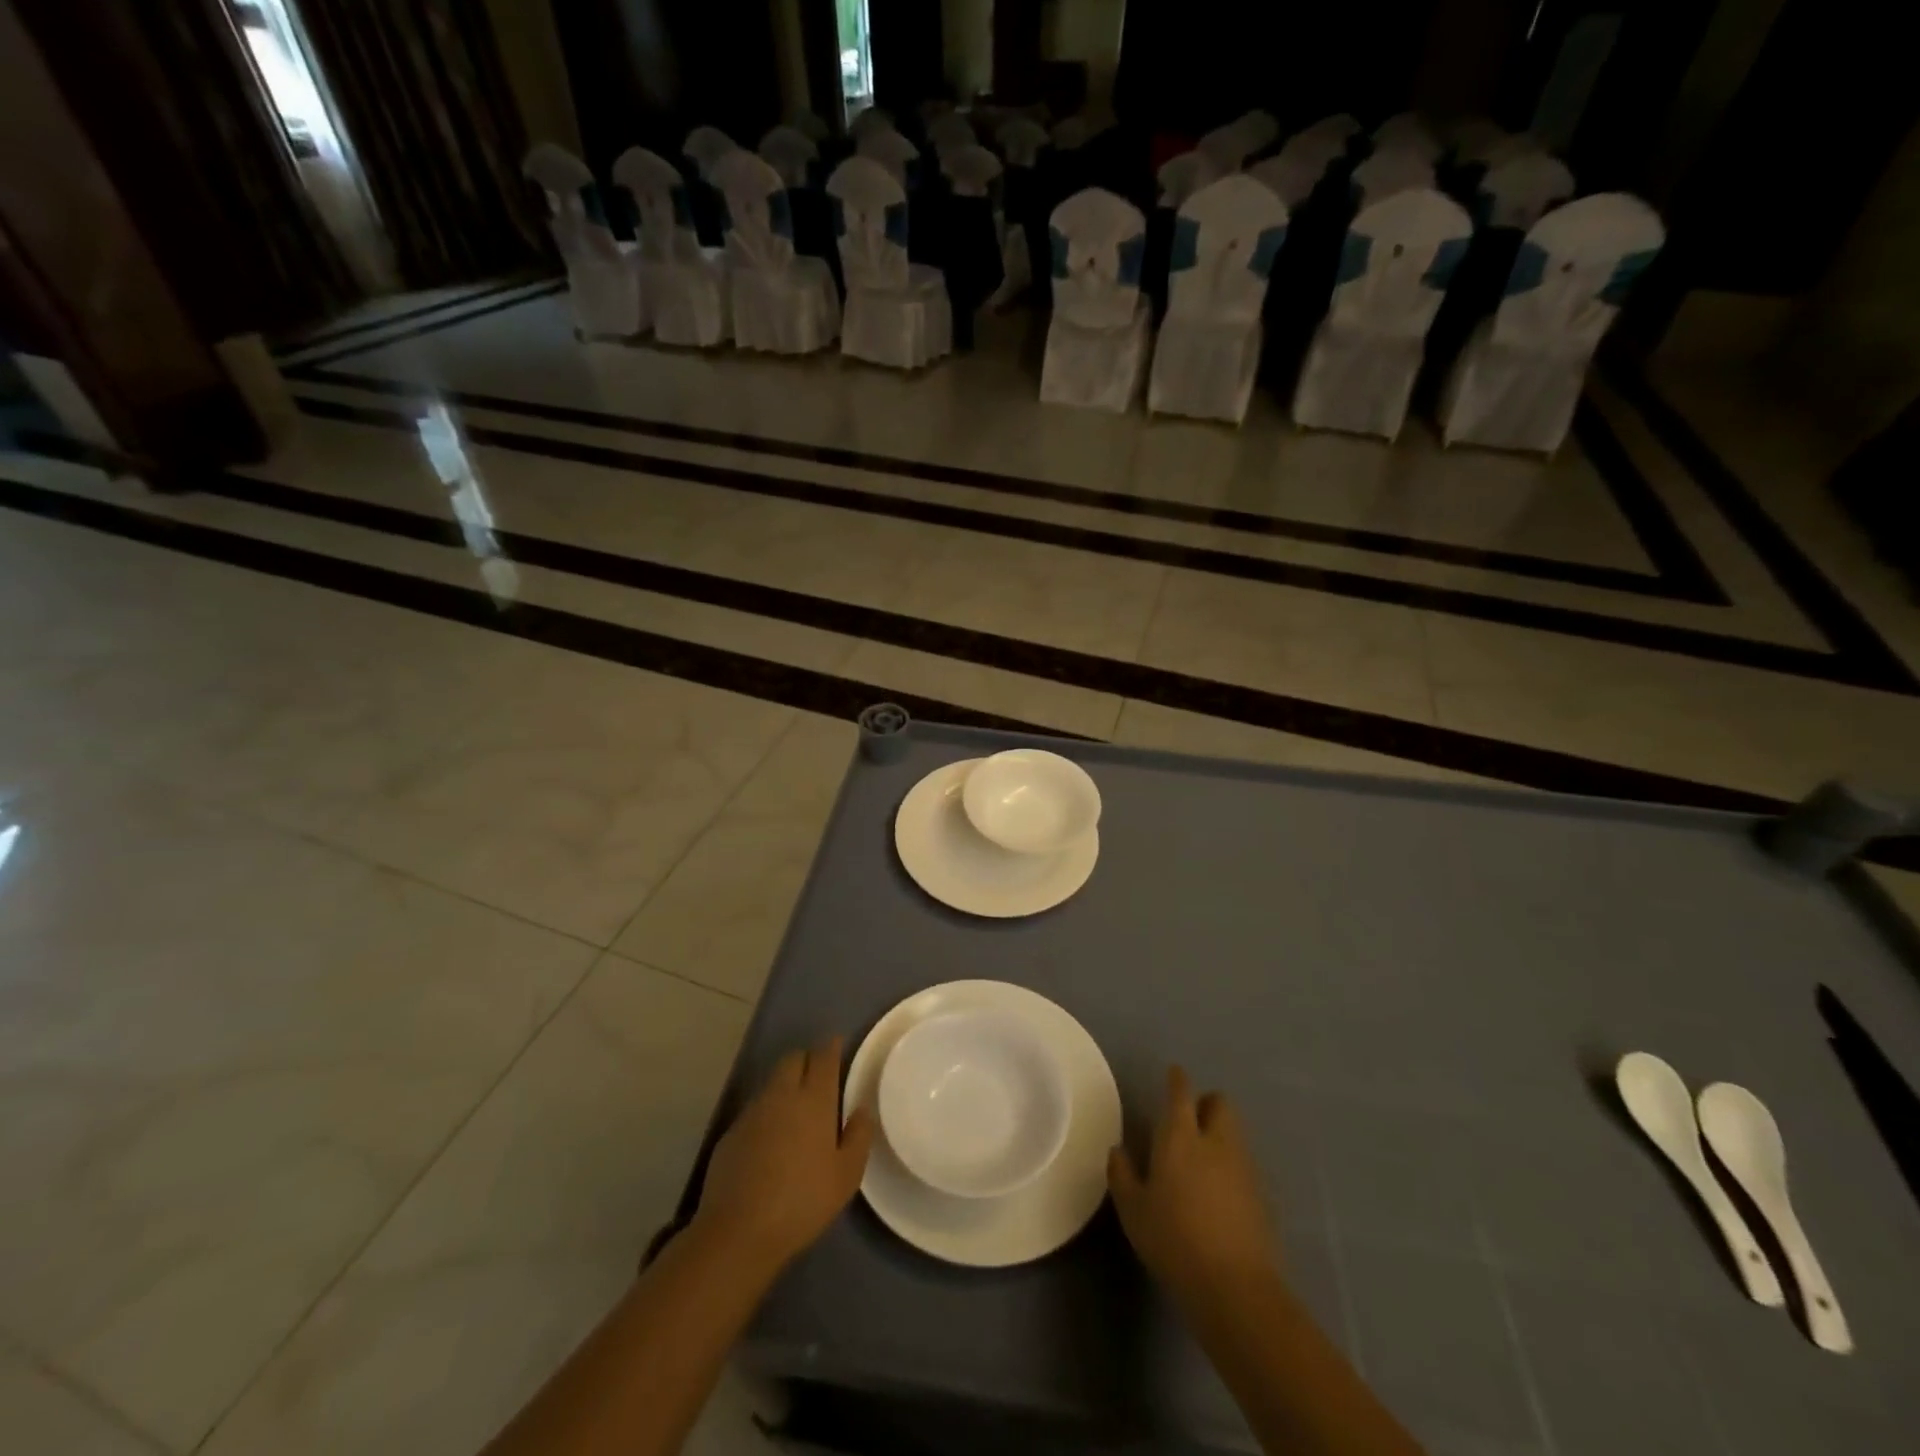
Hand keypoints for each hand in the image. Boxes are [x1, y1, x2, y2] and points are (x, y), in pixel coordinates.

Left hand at [694, 1038, 873, 1272]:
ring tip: (796, 1110)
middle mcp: (782, 1095)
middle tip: (818, 1077)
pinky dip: (767, 1112)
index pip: (823, 1057)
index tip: (837, 1045)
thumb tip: (861, 1109)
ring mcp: (753, 1112)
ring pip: (772, 1082)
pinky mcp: (731, 1132)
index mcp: (814, 1099)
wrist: (739, 1231)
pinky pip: (755, 1109)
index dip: (831, 1047)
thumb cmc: (803, 1201)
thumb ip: (858, 1136)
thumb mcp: (846, 1175)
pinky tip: (771, 1140)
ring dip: (786, 1085)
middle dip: (806, 1059)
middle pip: (793, 1059)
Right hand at [1108, 1066, 1278, 1307]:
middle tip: (1189, 1121)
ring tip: (1203, 1159)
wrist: (1235, 1288)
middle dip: (1207, 1104)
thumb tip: (1118, 1152)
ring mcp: (1245, 1168)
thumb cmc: (1173, 1240)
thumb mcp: (1133, 1210)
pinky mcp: (1263, 1196)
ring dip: (1221, 1134)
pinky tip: (1220, 1193)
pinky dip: (1233, 1167)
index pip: (1181, 1093)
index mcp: (1180, 1137)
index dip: (1178, 1080)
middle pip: (1220, 1104)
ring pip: (1235, 1133)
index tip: (1174, 1074)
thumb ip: (1122, 1175)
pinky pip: (1245, 1164)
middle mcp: (1216, 1142)